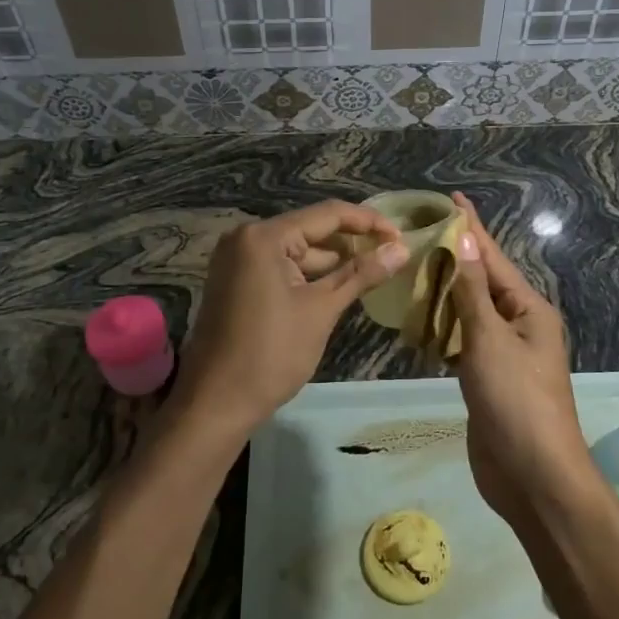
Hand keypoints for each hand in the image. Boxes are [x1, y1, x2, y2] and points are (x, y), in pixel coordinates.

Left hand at [174, 201, 407, 437]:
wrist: (216, 403)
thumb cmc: (271, 354)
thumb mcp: (321, 310)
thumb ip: (361, 274)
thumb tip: (402, 249)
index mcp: (264, 237)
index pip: (327, 214)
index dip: (368, 222)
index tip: (402, 236)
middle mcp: (246, 238)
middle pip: (310, 230)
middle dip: (351, 242)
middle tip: (392, 255)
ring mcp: (237, 260)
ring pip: (296, 251)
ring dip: (331, 262)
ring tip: (373, 272)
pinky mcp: (235, 281)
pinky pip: (280, 267)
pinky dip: (308, 275)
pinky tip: (338, 287)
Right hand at [446, 192, 596, 520]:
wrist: (532, 477)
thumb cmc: (516, 400)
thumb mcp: (490, 339)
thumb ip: (472, 290)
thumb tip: (467, 238)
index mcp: (529, 310)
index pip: (493, 258)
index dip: (472, 228)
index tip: (452, 198)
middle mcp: (519, 326)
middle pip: (481, 283)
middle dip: (454, 258)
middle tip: (418, 233)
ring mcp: (503, 355)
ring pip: (469, 313)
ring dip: (444, 293)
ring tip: (413, 269)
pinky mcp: (487, 380)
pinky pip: (462, 343)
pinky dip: (442, 329)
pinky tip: (418, 320)